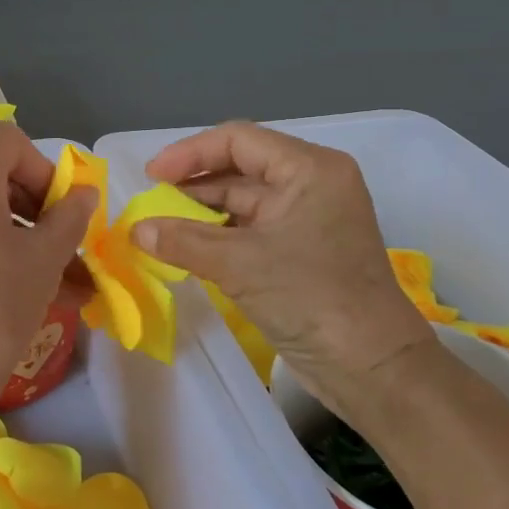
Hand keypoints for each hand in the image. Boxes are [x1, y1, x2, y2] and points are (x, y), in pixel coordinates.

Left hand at [0, 125, 97, 407]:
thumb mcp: (44, 257)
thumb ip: (70, 215)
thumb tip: (84, 193)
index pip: (9, 141)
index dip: (44, 169)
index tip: (62, 211)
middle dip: (38, 202)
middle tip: (65, 241)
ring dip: (25, 230)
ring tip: (64, 275)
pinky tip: (34, 283)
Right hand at [133, 121, 431, 417]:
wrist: (373, 368)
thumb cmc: (311, 298)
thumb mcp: (239, 264)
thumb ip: (182, 241)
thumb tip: (136, 230)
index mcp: (309, 169)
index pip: (238, 140)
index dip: (189, 153)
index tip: (151, 177)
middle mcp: (312, 183)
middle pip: (240, 167)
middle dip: (193, 184)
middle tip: (150, 203)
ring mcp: (309, 217)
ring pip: (244, 200)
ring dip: (202, 212)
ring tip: (159, 226)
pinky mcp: (303, 249)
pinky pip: (251, 228)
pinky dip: (218, 235)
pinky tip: (186, 247)